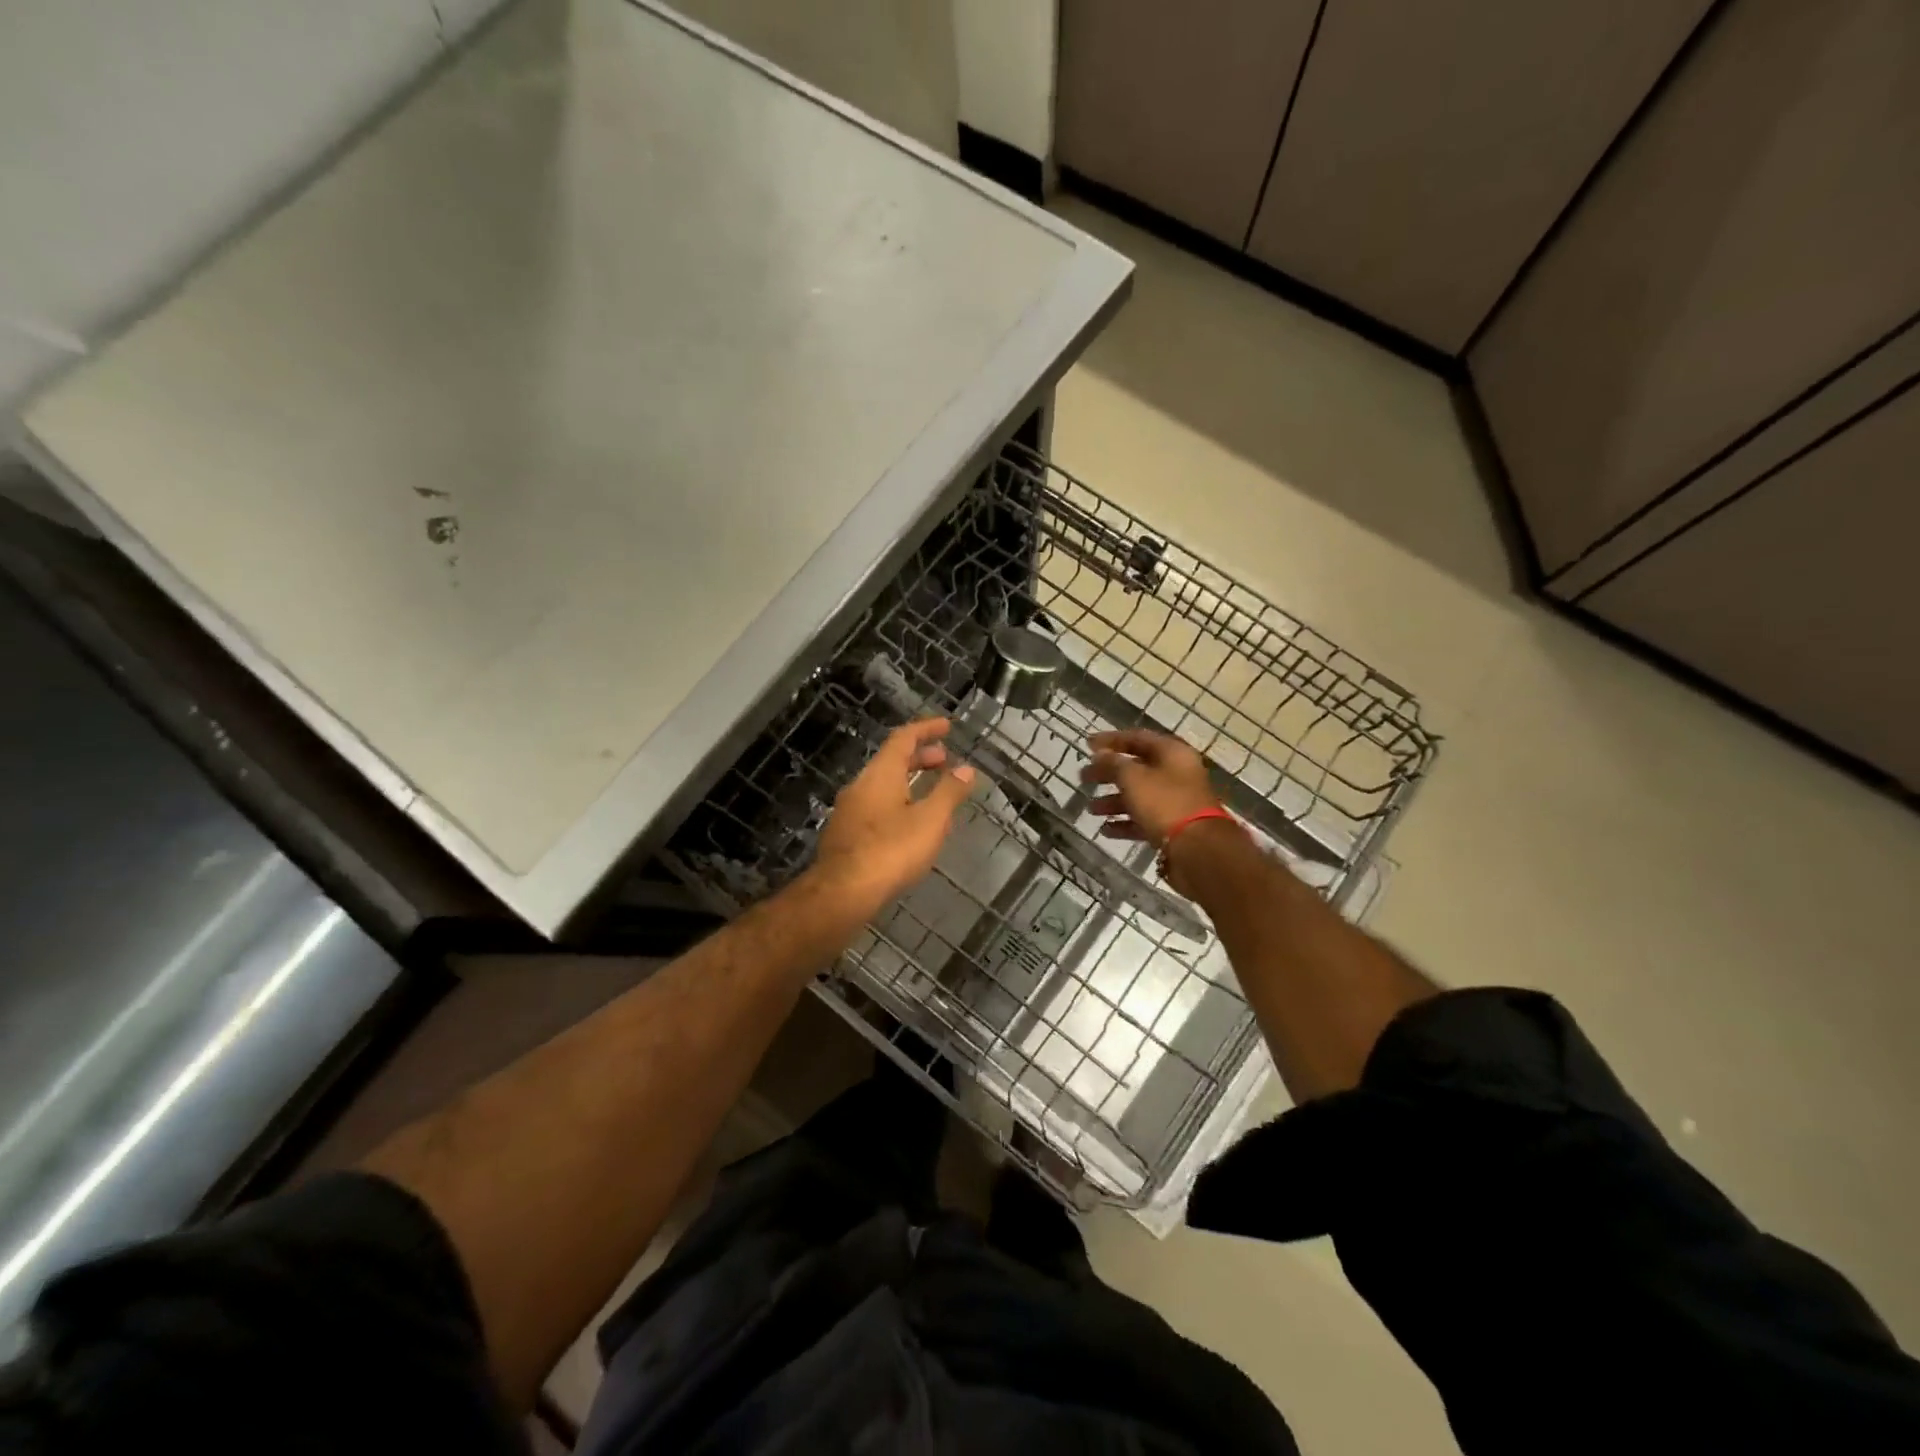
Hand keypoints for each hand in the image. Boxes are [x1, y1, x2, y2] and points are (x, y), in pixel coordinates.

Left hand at [810, 718, 975, 922]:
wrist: (842, 892)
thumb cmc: (891, 851)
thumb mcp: (930, 821)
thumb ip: (949, 792)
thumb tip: (966, 768)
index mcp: (880, 774)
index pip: (903, 738)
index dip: (926, 729)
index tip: (947, 726)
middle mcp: (860, 785)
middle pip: (891, 761)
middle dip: (919, 757)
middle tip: (944, 760)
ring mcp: (849, 810)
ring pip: (882, 785)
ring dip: (908, 781)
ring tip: (932, 793)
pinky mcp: (845, 834)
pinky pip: (875, 806)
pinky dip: (897, 802)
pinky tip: (910, 825)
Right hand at [1080, 728, 1218, 846]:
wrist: (1197, 848)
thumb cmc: (1164, 803)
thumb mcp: (1133, 778)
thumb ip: (1113, 764)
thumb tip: (1099, 755)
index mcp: (1172, 753)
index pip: (1137, 738)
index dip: (1110, 740)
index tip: (1086, 745)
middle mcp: (1176, 773)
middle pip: (1137, 768)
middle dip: (1108, 773)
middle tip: (1084, 778)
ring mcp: (1176, 802)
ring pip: (1139, 795)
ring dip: (1113, 800)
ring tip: (1090, 808)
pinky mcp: (1173, 827)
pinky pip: (1144, 819)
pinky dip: (1125, 822)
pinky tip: (1106, 829)